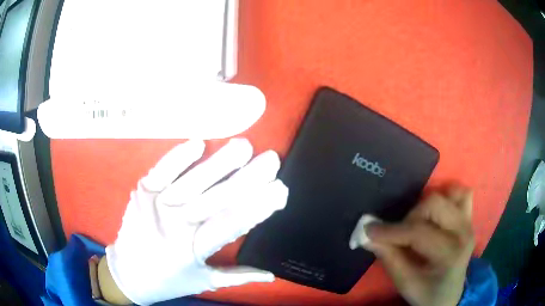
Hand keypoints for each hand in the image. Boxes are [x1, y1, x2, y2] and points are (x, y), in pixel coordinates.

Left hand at [105, 138, 288, 304]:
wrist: (127, 273)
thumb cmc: (167, 280)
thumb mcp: (204, 282)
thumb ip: (238, 276)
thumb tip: (271, 275)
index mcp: (192, 250)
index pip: (230, 225)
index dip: (256, 207)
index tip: (280, 190)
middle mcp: (174, 226)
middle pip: (215, 199)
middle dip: (247, 178)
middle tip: (271, 159)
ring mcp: (155, 205)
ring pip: (192, 181)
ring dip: (219, 162)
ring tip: (244, 145)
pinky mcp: (142, 192)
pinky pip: (162, 170)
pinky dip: (178, 156)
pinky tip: (199, 143)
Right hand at [351, 186, 474, 305]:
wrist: (448, 296)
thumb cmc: (426, 293)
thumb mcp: (405, 283)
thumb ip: (388, 258)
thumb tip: (367, 235)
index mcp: (450, 254)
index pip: (419, 232)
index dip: (391, 231)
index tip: (369, 231)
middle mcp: (463, 232)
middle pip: (434, 204)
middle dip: (410, 218)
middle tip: (401, 235)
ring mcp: (469, 222)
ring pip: (447, 194)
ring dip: (427, 207)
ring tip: (418, 225)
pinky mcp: (469, 217)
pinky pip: (462, 194)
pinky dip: (448, 196)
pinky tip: (437, 213)